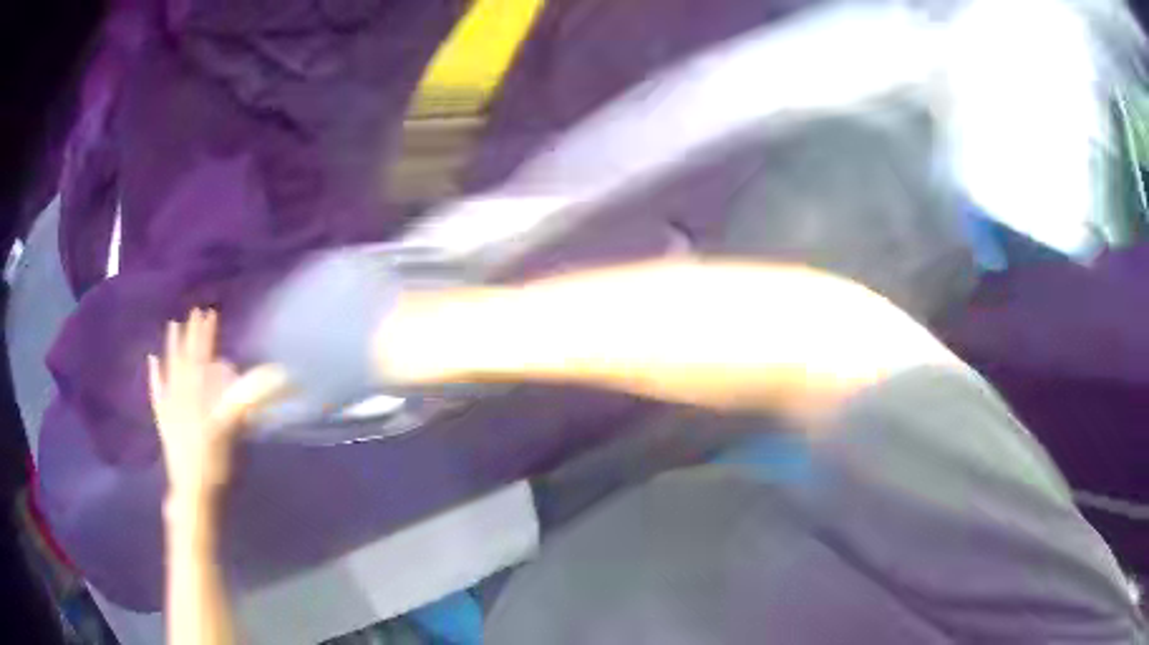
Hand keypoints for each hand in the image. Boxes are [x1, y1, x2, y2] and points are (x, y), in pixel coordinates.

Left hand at [148, 309, 288, 503]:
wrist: (193, 494)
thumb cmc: (215, 463)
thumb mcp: (233, 428)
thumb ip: (250, 396)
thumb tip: (280, 374)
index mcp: (197, 392)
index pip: (202, 356)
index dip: (206, 334)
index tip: (210, 312)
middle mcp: (180, 393)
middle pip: (185, 358)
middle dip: (190, 335)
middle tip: (193, 313)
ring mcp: (170, 407)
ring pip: (169, 370)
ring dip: (171, 348)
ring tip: (172, 327)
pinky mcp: (164, 422)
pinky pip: (157, 393)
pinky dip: (155, 376)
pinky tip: (152, 362)